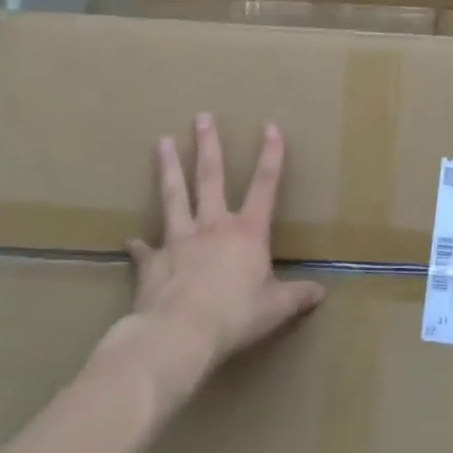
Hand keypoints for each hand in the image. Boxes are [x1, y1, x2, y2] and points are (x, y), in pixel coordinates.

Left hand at [97, 114, 324, 409]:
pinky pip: (144, 251)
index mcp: (248, 232)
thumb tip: (321, 294)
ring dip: (169, 169)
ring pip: (174, 197)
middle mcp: (213, 227)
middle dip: (209, 146)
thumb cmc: (235, 315)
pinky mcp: (152, 263)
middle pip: (210, 178)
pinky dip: (139, 246)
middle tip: (201, 117)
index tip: (270, 126)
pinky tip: (131, 240)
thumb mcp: (275, 308)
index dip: (271, 155)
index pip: (265, 185)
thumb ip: (297, 296)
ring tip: (162, 142)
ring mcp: (178, 241)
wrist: (178, 335)